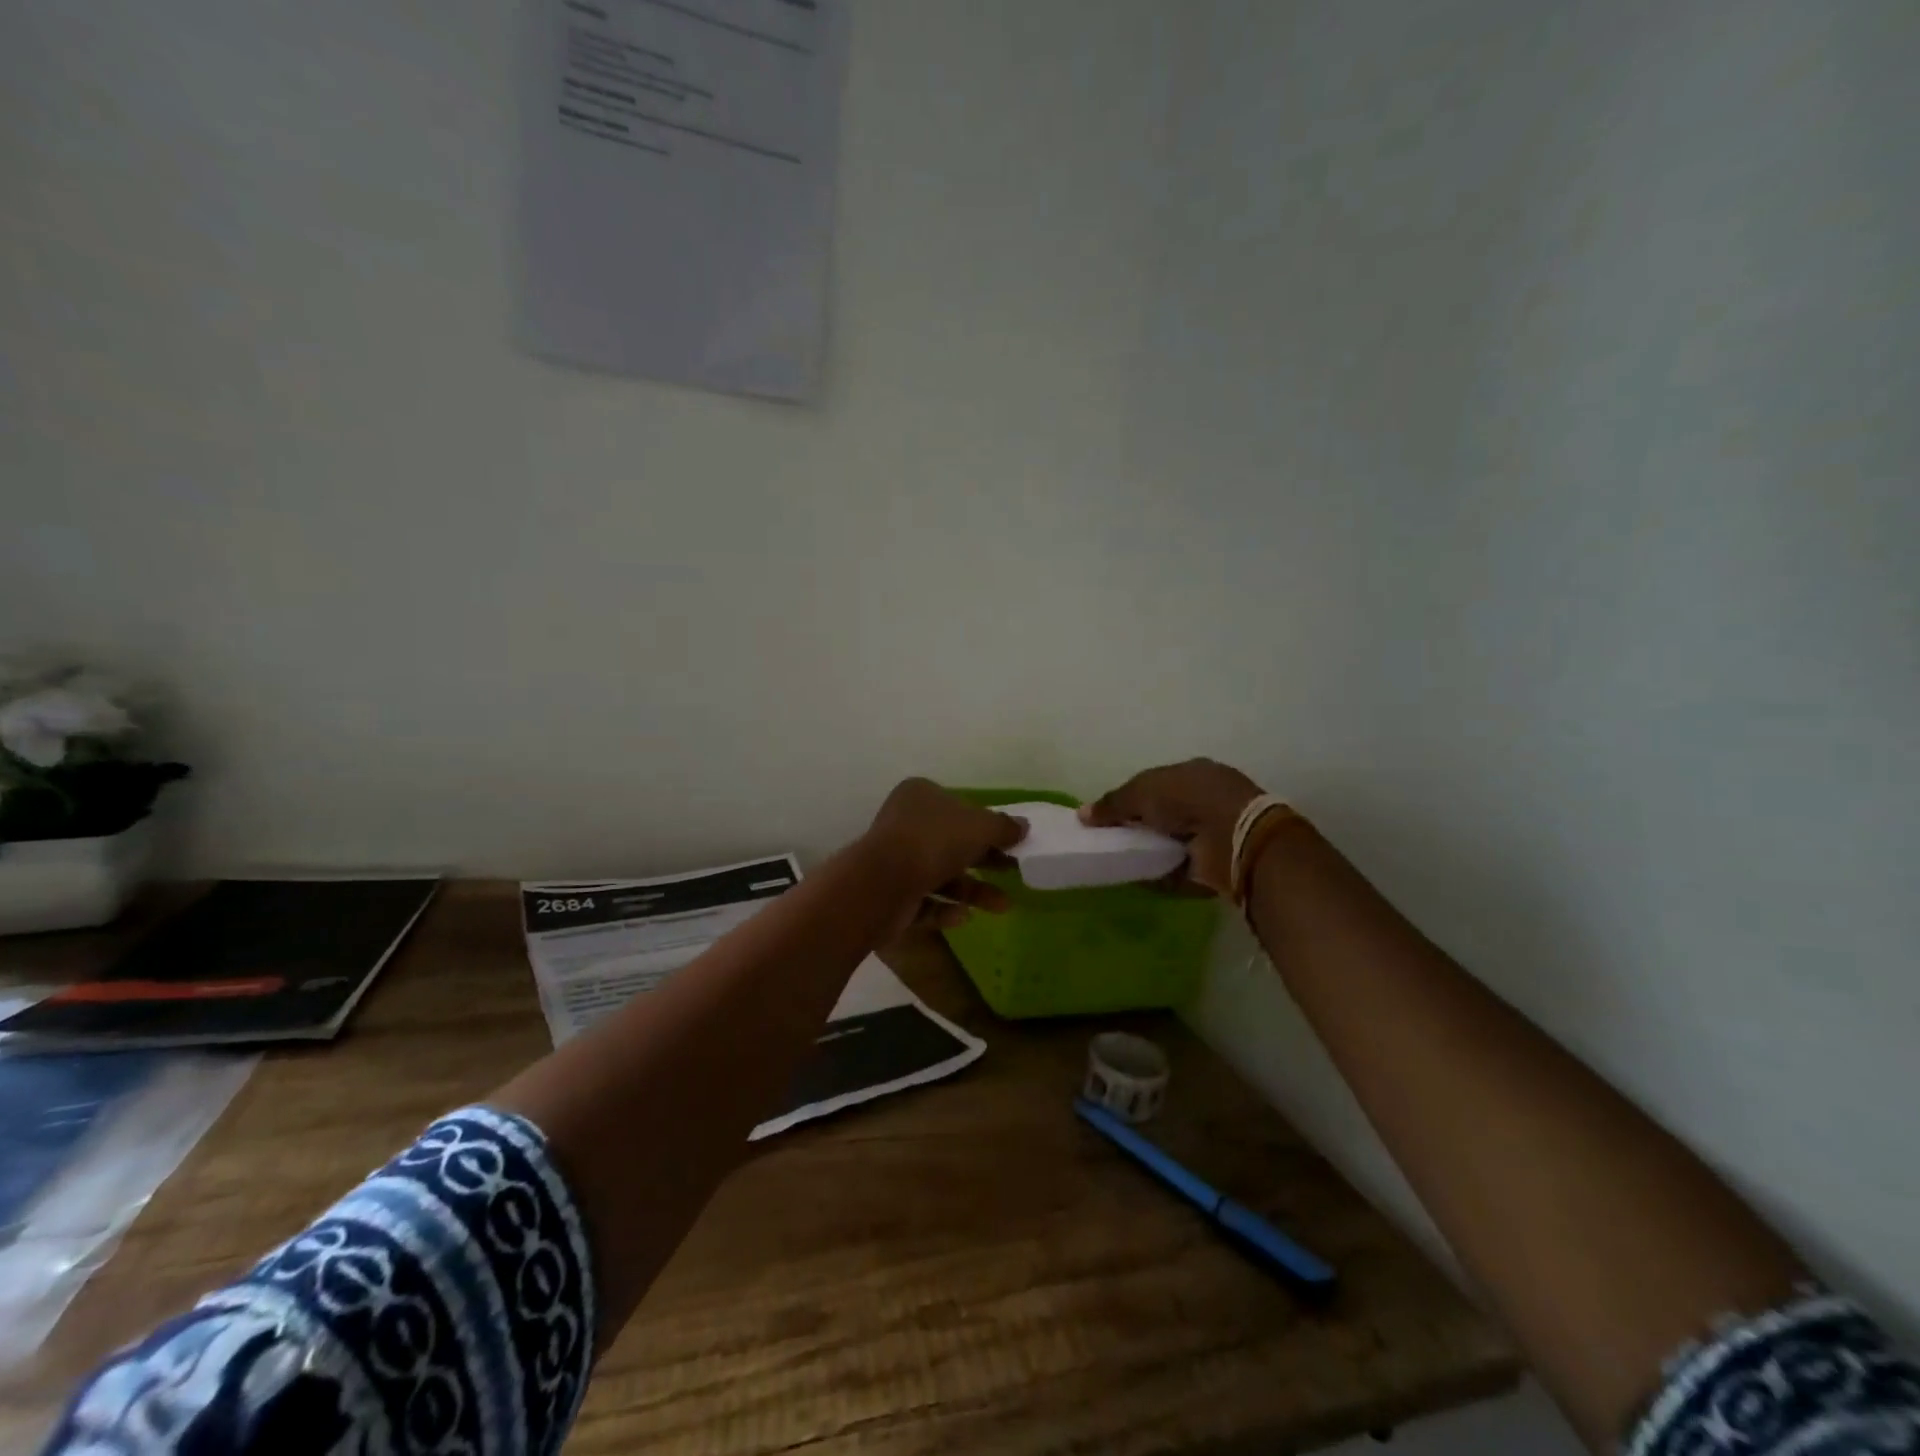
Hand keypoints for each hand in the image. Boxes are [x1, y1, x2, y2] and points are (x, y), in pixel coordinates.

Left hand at [863, 779, 1026, 931]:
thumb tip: (1023, 826)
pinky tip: (962, 917)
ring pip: (941, 874)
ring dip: (973, 890)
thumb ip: (1003, 827)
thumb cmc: (934, 842)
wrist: (883, 884)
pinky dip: (945, 909)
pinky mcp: (890, 895)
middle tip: (1014, 872)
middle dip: (985, 860)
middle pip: (952, 842)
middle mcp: (904, 824)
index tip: (1011, 842)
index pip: (958, 807)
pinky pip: (924, 901)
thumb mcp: (980, 827)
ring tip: (1003, 906)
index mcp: (920, 796)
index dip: (985, 824)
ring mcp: (895, 860)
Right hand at [1079, 759, 1262, 896]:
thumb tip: (1082, 814)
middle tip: (1109, 840)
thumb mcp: (1142, 791)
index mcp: (1193, 774)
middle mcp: (1204, 800)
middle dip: (1139, 826)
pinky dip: (1159, 875)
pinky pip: (1178, 870)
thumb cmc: (1188, 799)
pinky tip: (1137, 878)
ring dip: (1148, 851)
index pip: (1156, 784)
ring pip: (1170, 842)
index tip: (1109, 815)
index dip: (1132, 798)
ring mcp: (1212, 833)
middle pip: (1162, 814)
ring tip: (1118, 861)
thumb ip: (1112, 803)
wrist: (1232, 836)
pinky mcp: (1213, 864)